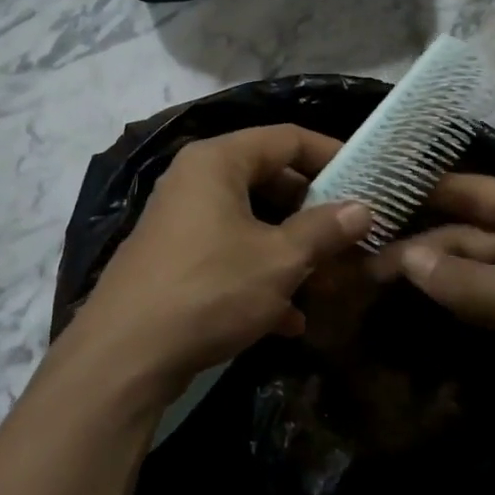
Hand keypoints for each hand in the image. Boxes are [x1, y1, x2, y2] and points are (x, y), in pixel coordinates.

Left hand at [66, 124, 372, 394]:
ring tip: (329, 279)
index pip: (285, 138)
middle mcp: (194, 182)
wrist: (126, 356)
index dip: (331, 153)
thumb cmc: (210, 290)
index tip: (369, 178)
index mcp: (216, 162)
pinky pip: (229, 256)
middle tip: (352, 232)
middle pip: (268, 180)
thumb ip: (325, 230)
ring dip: (290, 250)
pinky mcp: (175, 262)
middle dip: (313, 210)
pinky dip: (260, 278)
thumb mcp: (279, 259)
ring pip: (251, 223)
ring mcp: (181, 223)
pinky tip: (289, 320)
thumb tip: (364, 208)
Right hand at [370, 175, 494, 452]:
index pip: (471, 191)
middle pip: (465, 234)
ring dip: (429, 275)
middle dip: (417, 242)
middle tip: (356, 254)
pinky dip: (450, 305)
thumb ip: (468, 280)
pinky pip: (481, 305)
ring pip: (469, 271)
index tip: (371, 189)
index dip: (423, 188)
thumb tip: (404, 259)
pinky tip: (410, 308)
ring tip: (368, 279)